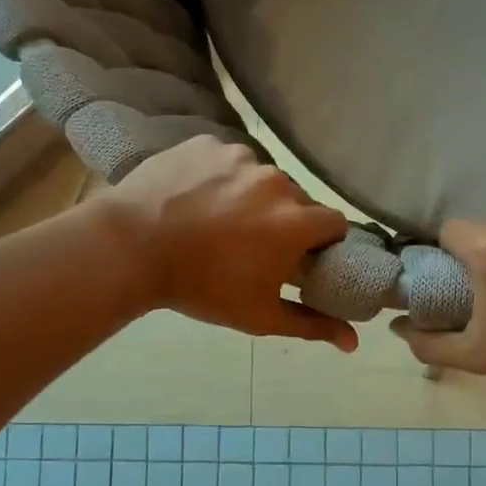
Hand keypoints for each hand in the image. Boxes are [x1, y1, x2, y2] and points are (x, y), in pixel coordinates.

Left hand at [102, 137, 357, 350]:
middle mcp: (277, 181)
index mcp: (297, 221)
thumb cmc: (202, 287)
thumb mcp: (259, 315)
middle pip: (297, 200)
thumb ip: (312, 324)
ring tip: (217, 220)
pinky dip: (219, 176)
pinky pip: (227, 159)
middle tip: (253, 243)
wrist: (130, 249)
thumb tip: (354, 342)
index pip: (334, 223)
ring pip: (261, 177)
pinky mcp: (207, 143)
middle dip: (284, 219)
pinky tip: (195, 197)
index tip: (302, 256)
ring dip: (251, 196)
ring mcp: (240, 156)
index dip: (322, 241)